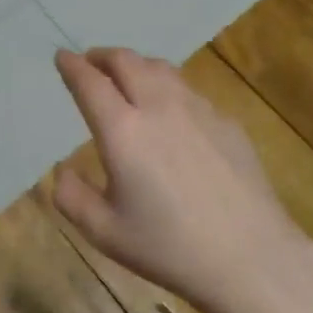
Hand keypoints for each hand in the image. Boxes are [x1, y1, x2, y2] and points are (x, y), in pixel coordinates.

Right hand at [51, 48, 311, 312]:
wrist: (249, 256)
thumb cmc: (169, 247)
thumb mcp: (105, 233)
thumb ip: (73, 198)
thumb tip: (62, 171)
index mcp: (123, 130)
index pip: (90, 82)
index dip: (72, 66)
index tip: (62, 57)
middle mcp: (158, 107)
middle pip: (126, 61)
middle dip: (103, 56)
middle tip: (92, 63)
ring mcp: (197, 109)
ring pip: (160, 69)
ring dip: (136, 65)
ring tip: (129, 77)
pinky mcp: (226, 121)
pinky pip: (189, 91)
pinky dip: (168, 88)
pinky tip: (172, 112)